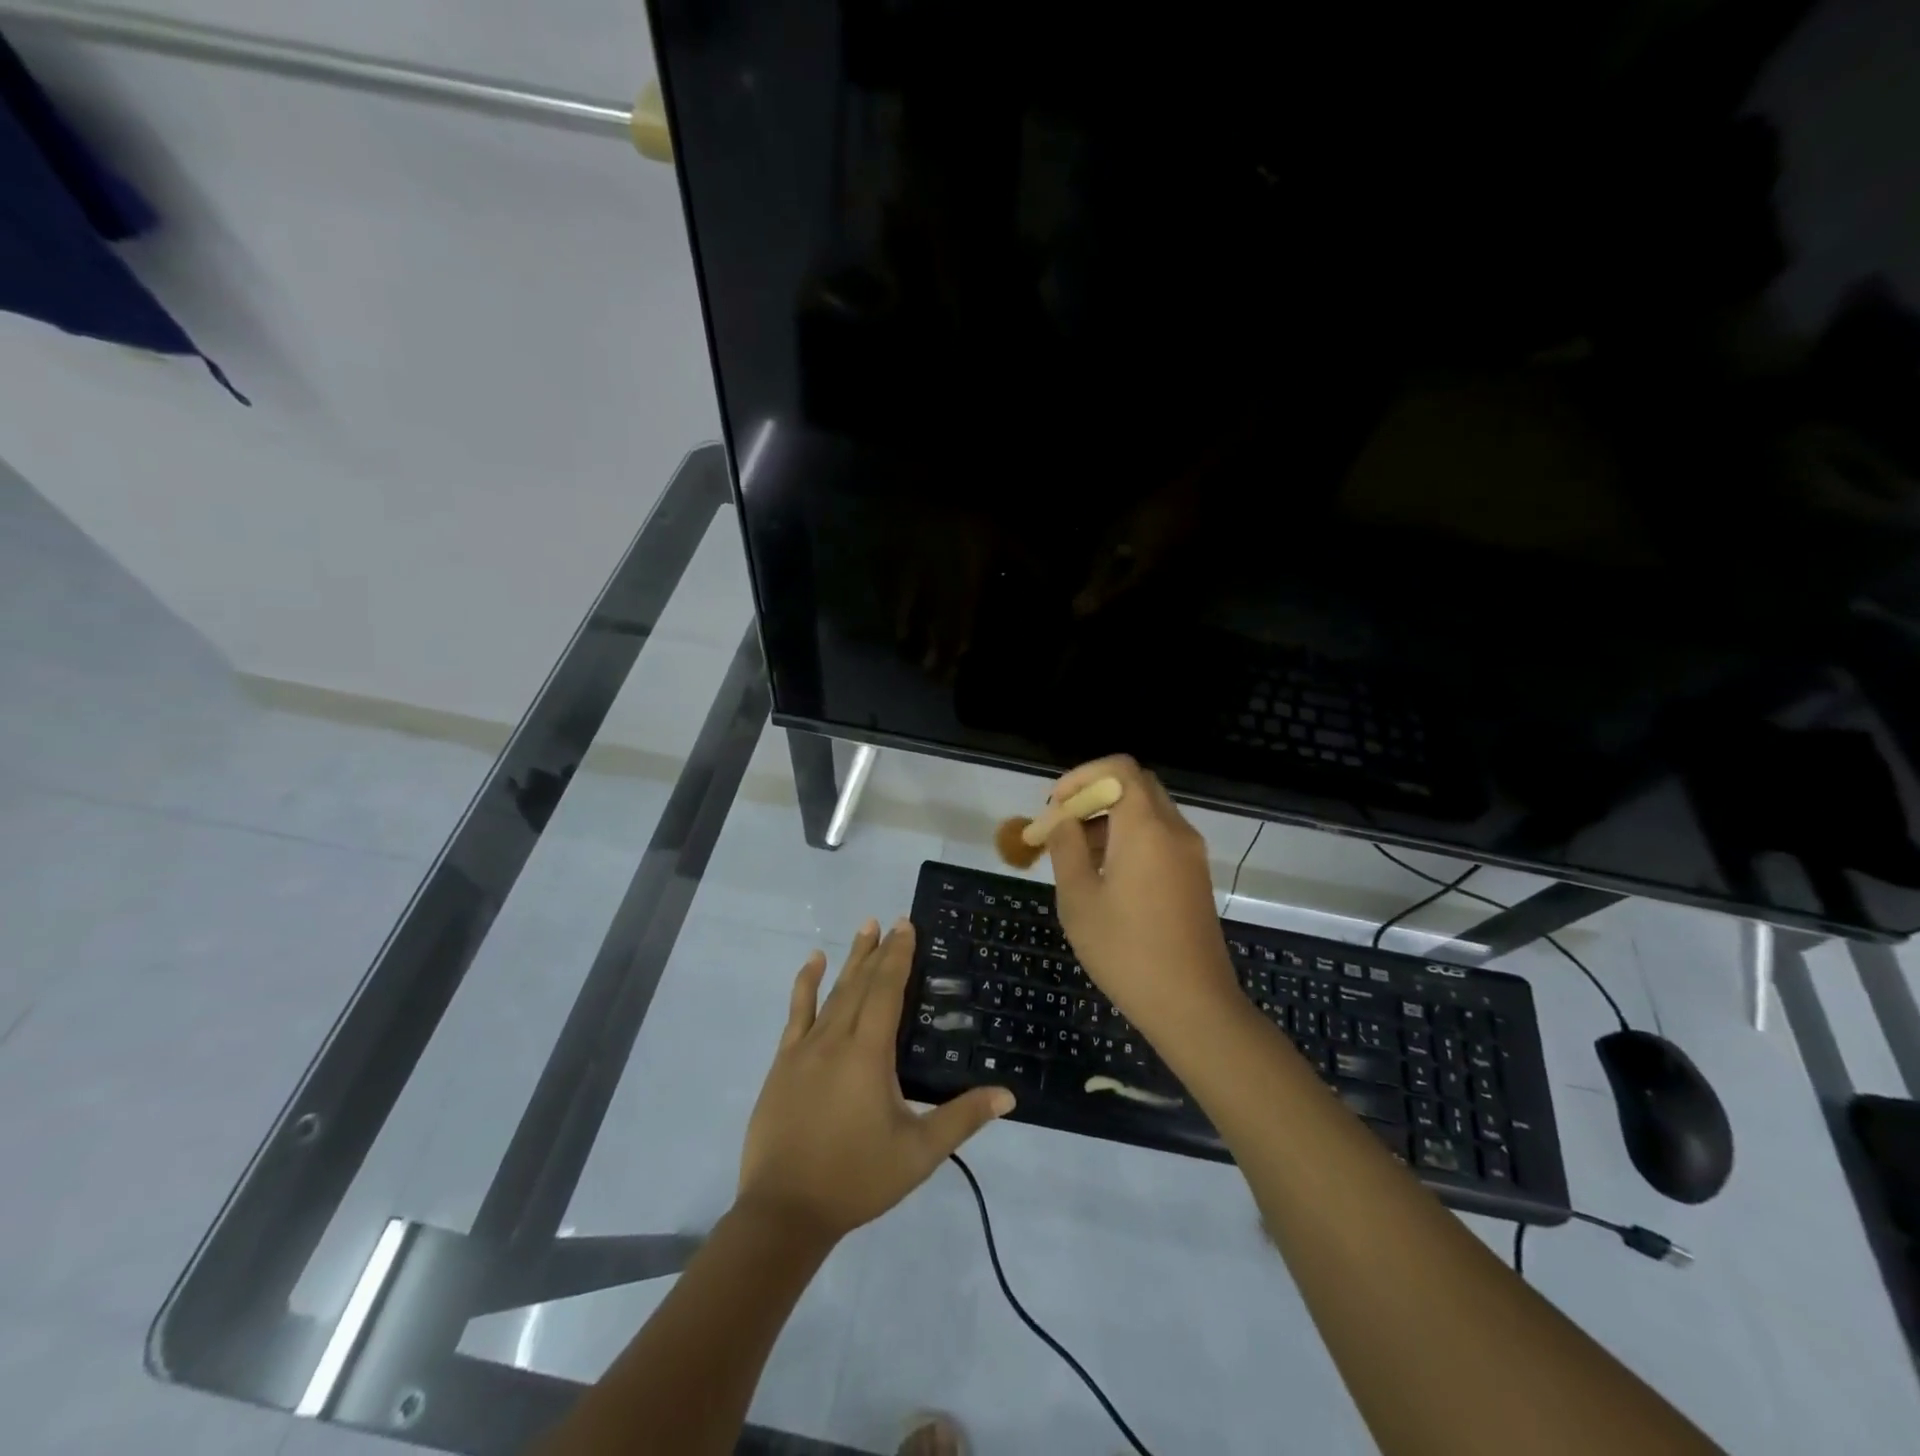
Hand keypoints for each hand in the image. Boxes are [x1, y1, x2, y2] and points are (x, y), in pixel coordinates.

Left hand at [737, 919, 1013, 1243]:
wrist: (784, 1211)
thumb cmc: (856, 1178)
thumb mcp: (918, 1153)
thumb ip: (962, 1118)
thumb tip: (1008, 1094)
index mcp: (869, 1053)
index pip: (887, 990)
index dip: (898, 956)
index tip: (907, 925)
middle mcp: (836, 1039)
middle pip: (861, 983)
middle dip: (879, 950)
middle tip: (892, 920)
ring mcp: (805, 1049)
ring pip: (832, 992)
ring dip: (850, 958)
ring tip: (864, 927)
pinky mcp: (783, 1063)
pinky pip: (797, 1012)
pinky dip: (805, 984)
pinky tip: (813, 963)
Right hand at [1045, 755, 1238, 1028]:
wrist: (1193, 1005)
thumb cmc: (1126, 951)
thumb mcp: (1079, 899)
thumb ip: (1066, 848)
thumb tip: (1063, 821)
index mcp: (1146, 828)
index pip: (1119, 769)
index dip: (1082, 775)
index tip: (1055, 804)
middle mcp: (1175, 830)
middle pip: (1136, 785)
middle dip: (1094, 795)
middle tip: (1062, 824)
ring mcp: (1190, 854)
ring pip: (1148, 811)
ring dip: (1110, 818)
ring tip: (1075, 854)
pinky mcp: (1195, 876)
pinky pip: (1160, 837)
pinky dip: (1130, 837)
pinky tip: (1105, 874)